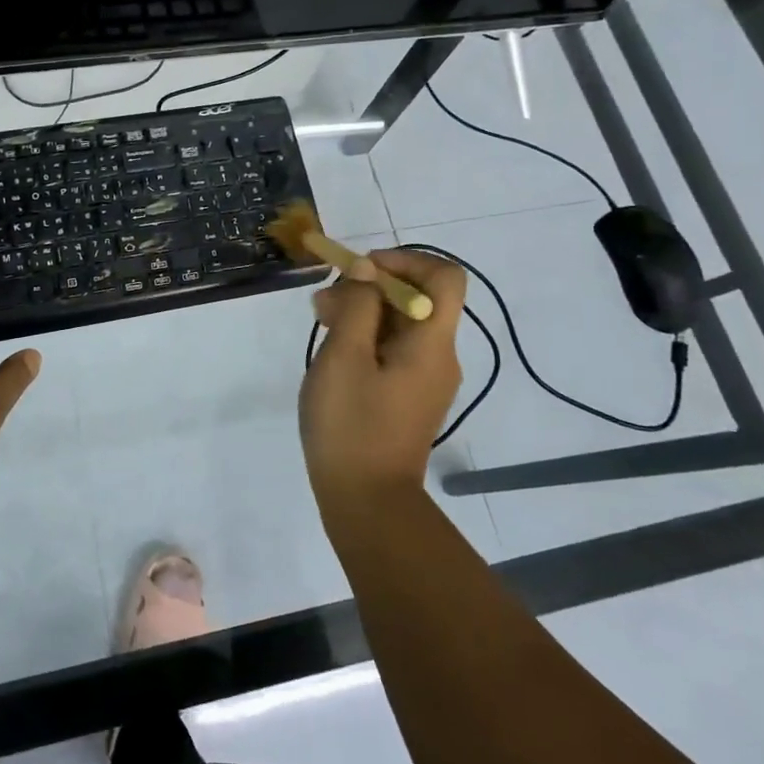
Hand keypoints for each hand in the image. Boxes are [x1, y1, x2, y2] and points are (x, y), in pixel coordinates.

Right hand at [299, 249, 466, 512]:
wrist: (367, 504)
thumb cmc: (352, 425)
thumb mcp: (344, 356)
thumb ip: (356, 305)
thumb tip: (366, 271)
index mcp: (432, 343)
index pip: (444, 277)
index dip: (405, 260)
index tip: (362, 271)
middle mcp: (438, 356)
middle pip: (418, 298)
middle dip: (370, 287)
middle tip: (325, 300)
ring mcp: (425, 379)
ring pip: (401, 324)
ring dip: (362, 311)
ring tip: (319, 321)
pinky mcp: (409, 397)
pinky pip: (394, 350)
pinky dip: (365, 338)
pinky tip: (333, 352)